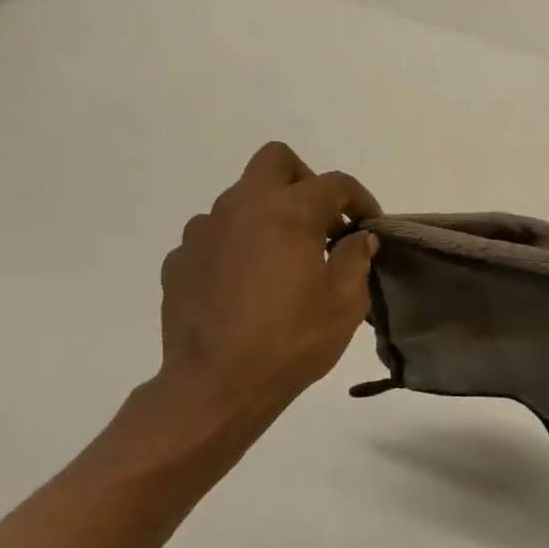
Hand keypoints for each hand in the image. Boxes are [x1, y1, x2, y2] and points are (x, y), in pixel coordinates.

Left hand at [153, 142, 379, 448]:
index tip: (369, 225)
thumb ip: (356, 258)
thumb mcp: (345, 303)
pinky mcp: (179, 259)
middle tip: (320, 221)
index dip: (361, 199)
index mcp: (288, 211)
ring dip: (266, 216)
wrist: (215, 386)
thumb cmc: (291, 341)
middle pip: (276, 161)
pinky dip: (235, 247)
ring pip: (240, 198)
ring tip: (280, 260)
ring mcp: (203, 231)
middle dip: (304, 181)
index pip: (335, 183)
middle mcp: (242, 207)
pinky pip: (214, 236)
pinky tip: (245, 285)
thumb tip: (358, 238)